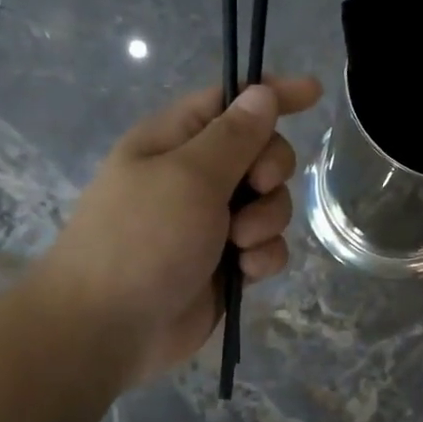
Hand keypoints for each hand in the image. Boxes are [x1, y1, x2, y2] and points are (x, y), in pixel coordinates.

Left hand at [38, 75, 323, 386]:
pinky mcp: (226, 264)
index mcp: (175, 141)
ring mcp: (211, 223)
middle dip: (271, 170)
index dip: (271, 94)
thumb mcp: (189, 177)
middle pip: (261, 153)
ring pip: (270, 204)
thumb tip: (261, 93)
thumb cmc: (142, 239)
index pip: (231, 102)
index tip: (314, 93)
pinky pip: (266, 247)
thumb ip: (234, 136)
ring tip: (239, 244)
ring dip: (267, 220)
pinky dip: (262, 257)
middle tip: (256, 188)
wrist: (109, 328)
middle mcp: (195, 177)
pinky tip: (245, 272)